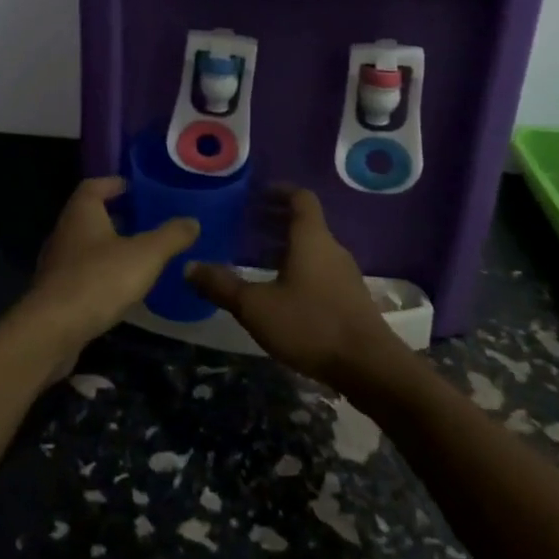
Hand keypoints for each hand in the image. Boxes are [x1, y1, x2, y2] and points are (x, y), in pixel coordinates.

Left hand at [16, 177, 199, 372]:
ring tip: (140, 256)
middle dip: (118, 217)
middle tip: (147, 223)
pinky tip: (121, 289)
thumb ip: (171, 236)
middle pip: (91, 216)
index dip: (116, 184)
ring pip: (86, 246)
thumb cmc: (99, 279)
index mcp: (82, 212)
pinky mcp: (56, 293)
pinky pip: (82, 274)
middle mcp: (65, 232)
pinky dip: (102, 275)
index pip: (95, 186)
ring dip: (110, 248)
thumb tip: (192, 221)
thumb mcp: (145, 255)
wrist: (53, 330)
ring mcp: (57, 264)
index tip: (138, 190)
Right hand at [186, 188, 402, 389]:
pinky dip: (299, 267)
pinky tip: (281, 290)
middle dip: (277, 219)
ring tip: (257, 257)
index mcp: (311, 238)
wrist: (369, 367)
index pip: (300, 198)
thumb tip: (189, 266)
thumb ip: (222, 286)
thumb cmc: (311, 324)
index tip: (257, 193)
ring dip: (287, 246)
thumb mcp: (256, 307)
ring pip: (313, 248)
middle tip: (247, 224)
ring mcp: (344, 274)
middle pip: (305, 222)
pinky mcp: (349, 299)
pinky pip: (320, 269)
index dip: (280, 191)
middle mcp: (331, 248)